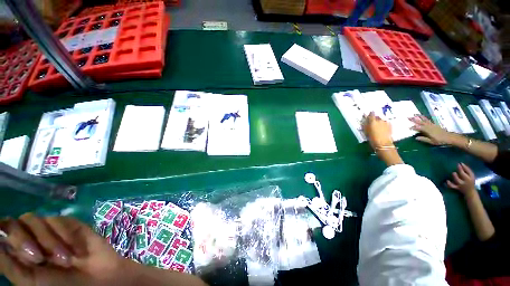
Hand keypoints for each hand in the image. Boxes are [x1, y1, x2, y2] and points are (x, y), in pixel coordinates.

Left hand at [0, 213, 125, 285]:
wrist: (97, 280)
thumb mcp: (29, 281)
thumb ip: (8, 265)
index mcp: (18, 251)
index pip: (2, 230)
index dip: (3, 233)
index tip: (10, 245)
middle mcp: (30, 237)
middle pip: (16, 222)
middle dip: (24, 240)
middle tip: (40, 259)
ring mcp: (50, 229)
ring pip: (37, 220)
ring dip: (50, 242)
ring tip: (66, 260)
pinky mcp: (69, 224)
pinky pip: (61, 221)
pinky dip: (68, 237)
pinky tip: (78, 251)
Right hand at [363, 112, 392, 148]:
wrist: (383, 144)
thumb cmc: (372, 138)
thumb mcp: (366, 131)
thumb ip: (365, 124)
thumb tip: (365, 120)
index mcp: (373, 121)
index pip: (371, 114)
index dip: (370, 114)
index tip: (369, 114)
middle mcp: (380, 120)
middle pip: (377, 116)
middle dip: (375, 118)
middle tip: (373, 122)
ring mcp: (386, 122)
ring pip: (382, 120)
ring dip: (380, 121)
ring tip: (378, 126)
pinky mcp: (390, 126)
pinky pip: (386, 123)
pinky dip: (384, 124)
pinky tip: (383, 128)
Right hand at [410, 115, 452, 144]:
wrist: (449, 137)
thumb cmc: (440, 140)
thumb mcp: (432, 141)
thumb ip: (424, 139)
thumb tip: (416, 138)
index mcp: (428, 131)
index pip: (419, 128)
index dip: (414, 127)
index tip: (409, 127)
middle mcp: (429, 126)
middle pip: (421, 122)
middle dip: (415, 120)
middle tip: (408, 117)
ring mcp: (432, 125)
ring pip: (424, 120)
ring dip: (419, 117)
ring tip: (415, 114)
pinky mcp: (434, 124)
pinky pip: (428, 120)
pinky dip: (424, 118)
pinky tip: (422, 117)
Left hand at [447, 163, 476, 197]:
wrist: (470, 192)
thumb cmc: (470, 181)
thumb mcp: (471, 175)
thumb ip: (467, 169)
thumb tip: (461, 163)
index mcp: (469, 178)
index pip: (466, 172)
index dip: (461, 168)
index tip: (458, 164)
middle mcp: (465, 182)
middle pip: (462, 176)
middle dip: (459, 173)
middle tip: (455, 170)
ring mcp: (460, 185)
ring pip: (457, 181)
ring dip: (454, 177)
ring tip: (453, 173)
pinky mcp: (456, 188)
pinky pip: (452, 186)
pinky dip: (449, 184)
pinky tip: (446, 181)